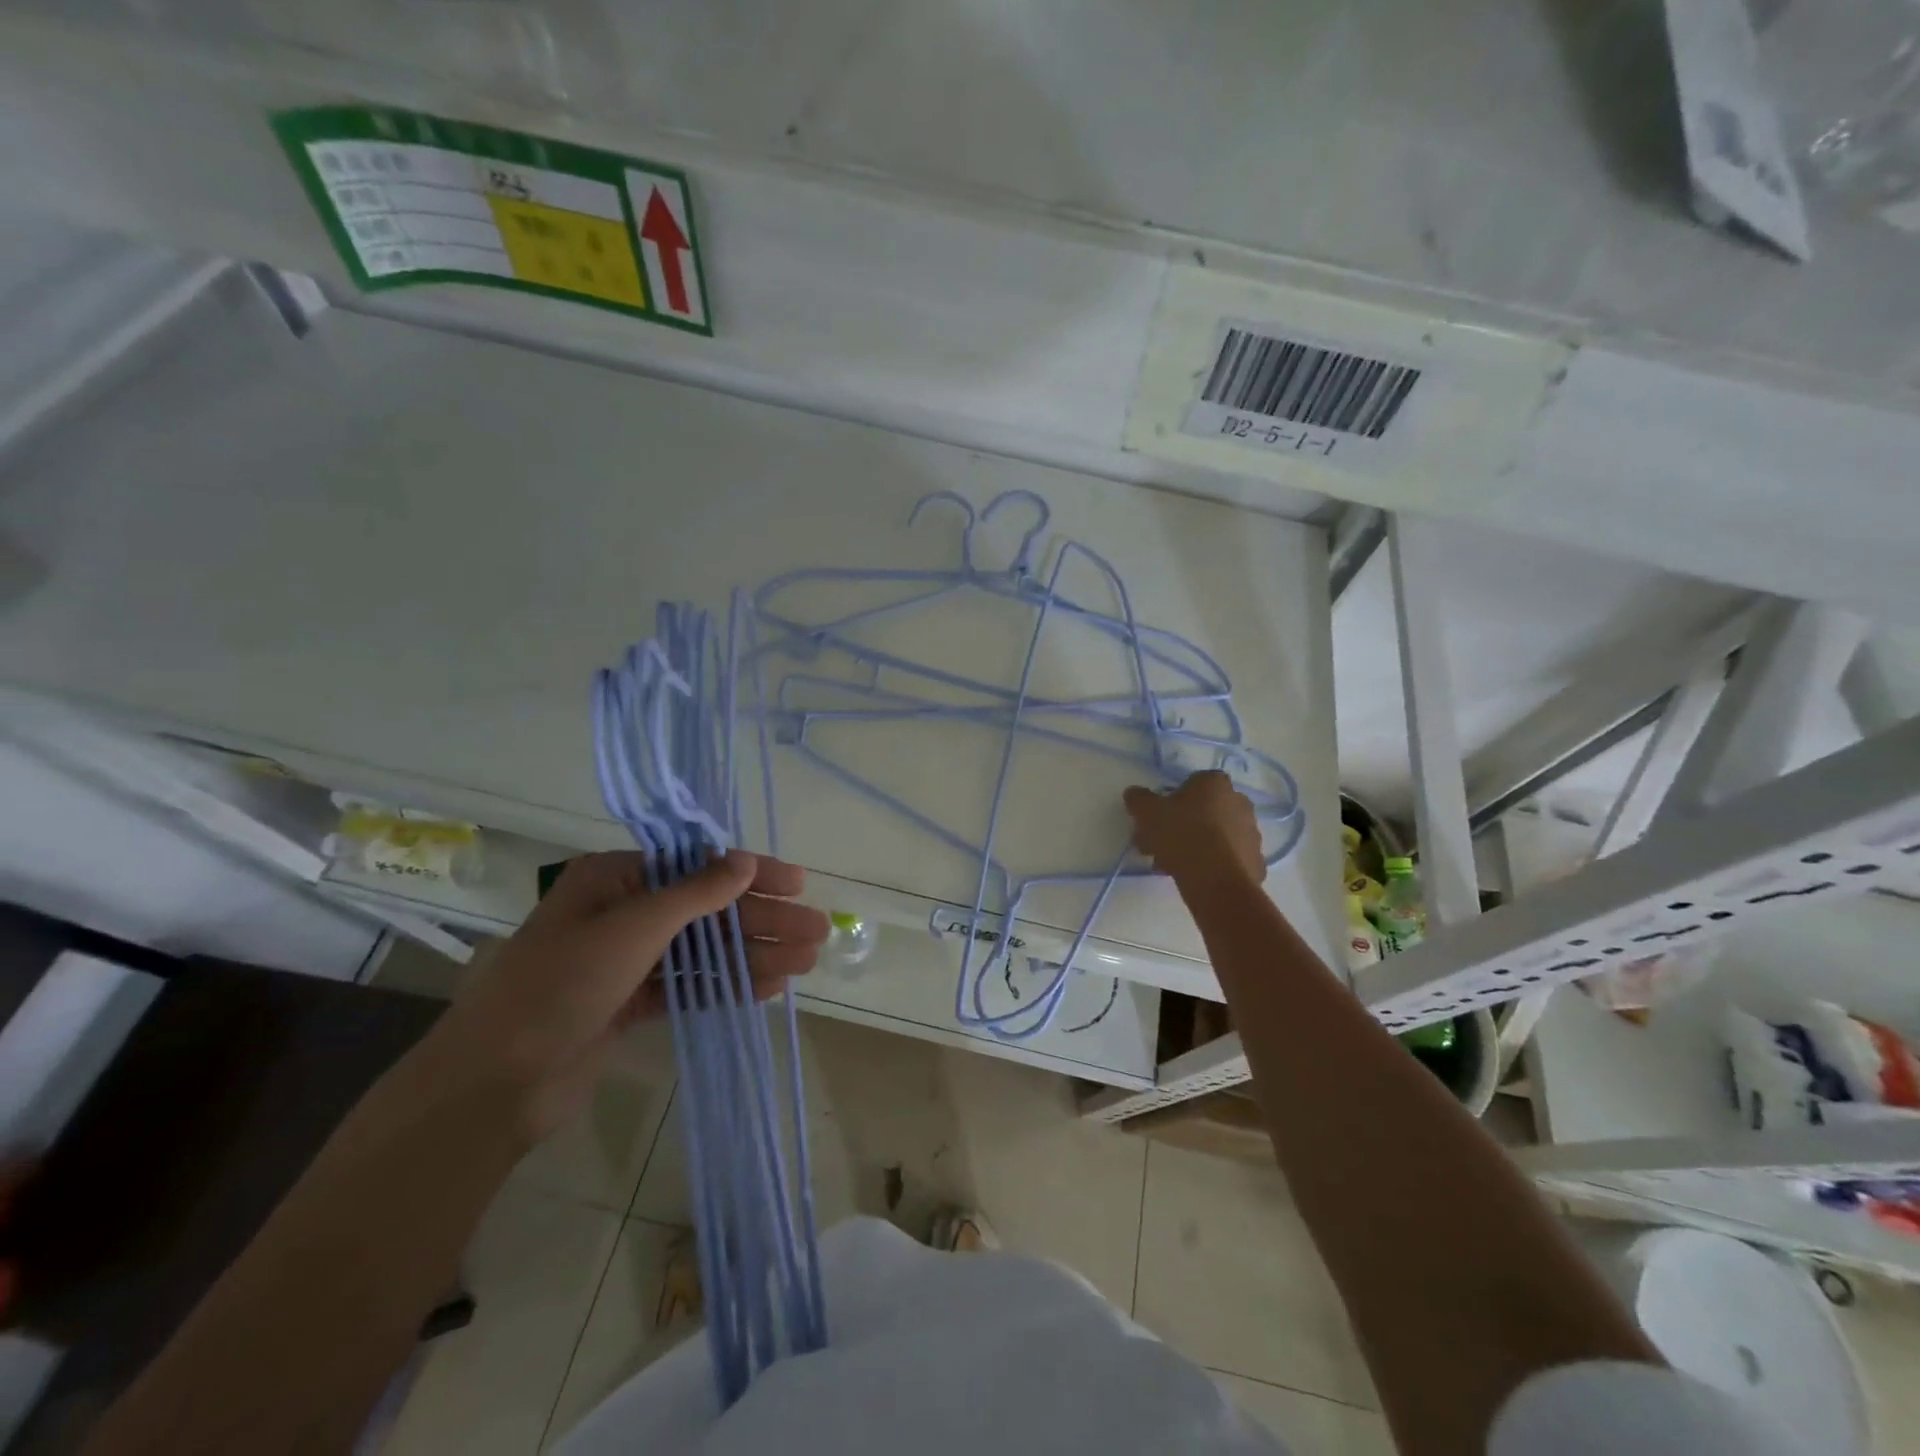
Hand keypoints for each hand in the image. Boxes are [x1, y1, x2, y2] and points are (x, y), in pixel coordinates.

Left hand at [393, 850, 828, 1147]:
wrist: (493, 1084)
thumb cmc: (561, 984)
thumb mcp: (632, 928)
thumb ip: (695, 894)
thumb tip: (744, 860)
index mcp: (615, 878)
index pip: (698, 866)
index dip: (751, 873)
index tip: (797, 884)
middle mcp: (623, 912)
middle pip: (707, 910)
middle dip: (763, 920)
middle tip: (815, 932)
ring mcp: (626, 960)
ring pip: (704, 949)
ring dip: (754, 954)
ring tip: (805, 963)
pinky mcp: (629, 1002)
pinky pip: (689, 984)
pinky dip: (726, 984)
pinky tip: (767, 988)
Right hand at [1123, 771, 1263, 884]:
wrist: (1215, 879)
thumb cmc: (1180, 834)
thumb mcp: (1147, 812)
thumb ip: (1139, 799)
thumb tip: (1134, 793)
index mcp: (1215, 783)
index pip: (1191, 784)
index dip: (1172, 800)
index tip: (1159, 818)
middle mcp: (1239, 802)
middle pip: (1204, 810)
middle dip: (1183, 825)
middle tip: (1161, 844)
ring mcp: (1251, 832)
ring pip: (1216, 835)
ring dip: (1196, 846)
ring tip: (1172, 865)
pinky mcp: (1256, 860)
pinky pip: (1228, 858)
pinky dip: (1213, 864)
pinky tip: (1194, 876)